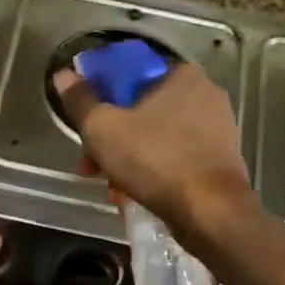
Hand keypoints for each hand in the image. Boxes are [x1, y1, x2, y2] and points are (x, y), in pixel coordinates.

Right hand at [51, 62, 255, 239]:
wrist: (210, 211)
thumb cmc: (155, 160)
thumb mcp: (103, 129)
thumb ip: (81, 101)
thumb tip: (63, 75)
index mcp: (181, 74)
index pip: (130, 76)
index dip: (101, 100)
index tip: (86, 129)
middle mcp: (205, 94)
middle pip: (142, 111)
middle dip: (112, 140)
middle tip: (91, 167)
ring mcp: (217, 128)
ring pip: (158, 138)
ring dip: (130, 160)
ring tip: (112, 189)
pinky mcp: (221, 159)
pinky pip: (176, 158)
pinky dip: (154, 172)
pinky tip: (137, 194)